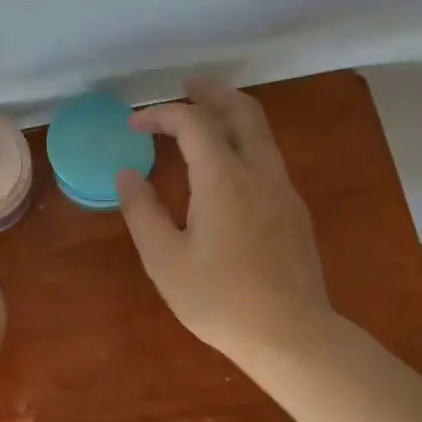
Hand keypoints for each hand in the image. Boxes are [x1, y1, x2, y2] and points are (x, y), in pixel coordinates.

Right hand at [117, 78, 331, 364]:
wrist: (290, 334)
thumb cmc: (219, 299)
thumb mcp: (165, 260)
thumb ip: (142, 211)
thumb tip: (127, 174)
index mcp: (223, 179)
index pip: (193, 123)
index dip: (162, 114)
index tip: (135, 124)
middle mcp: (259, 172)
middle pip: (242, 111)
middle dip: (212, 93)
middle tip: (186, 87)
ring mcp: (283, 190)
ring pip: (262, 133)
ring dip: (232, 115)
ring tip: (205, 117)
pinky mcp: (294, 211)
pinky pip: (268, 158)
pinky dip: (244, 142)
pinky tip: (228, 166)